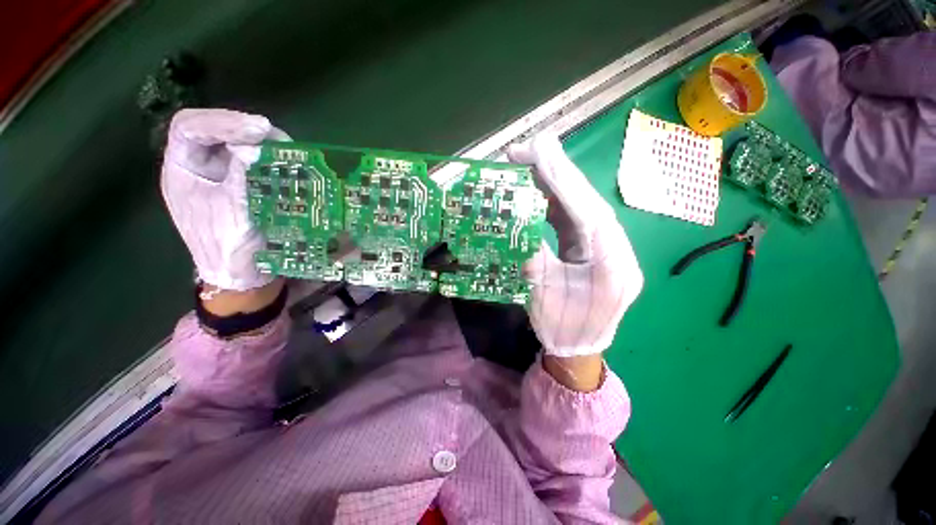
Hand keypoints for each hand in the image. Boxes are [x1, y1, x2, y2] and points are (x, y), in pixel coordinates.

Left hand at [161, 109, 288, 291]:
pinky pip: (253, 161)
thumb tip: (255, 148)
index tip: (260, 130)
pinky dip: (270, 158)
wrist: (239, 275)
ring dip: (261, 143)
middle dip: (246, 130)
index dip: (223, 122)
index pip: (190, 127)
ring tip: (286, 151)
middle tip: (277, 139)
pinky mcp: (242, 183)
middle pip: (215, 130)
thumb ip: (241, 178)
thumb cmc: (229, 249)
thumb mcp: (234, 214)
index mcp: (182, 170)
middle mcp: (198, 166)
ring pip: (236, 143)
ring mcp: (221, 174)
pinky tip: (285, 163)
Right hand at [508, 134, 643, 358]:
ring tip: (526, 163)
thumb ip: (533, 256)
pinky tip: (536, 190)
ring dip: (553, 183)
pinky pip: (573, 218)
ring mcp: (605, 245)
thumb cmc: (564, 328)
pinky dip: (553, 202)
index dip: (560, 178)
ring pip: (580, 205)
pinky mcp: (592, 247)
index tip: (535, 151)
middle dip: (556, 171)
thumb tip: (519, 224)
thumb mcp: (543, 294)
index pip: (586, 209)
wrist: (579, 348)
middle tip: (526, 149)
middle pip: (586, 200)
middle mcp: (615, 247)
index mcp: (611, 261)